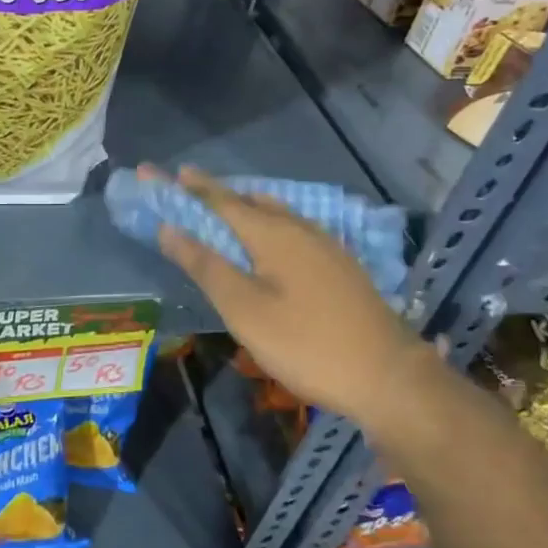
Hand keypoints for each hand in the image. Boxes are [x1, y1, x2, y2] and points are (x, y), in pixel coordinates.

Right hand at [148, 165, 434, 428]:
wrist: (388, 375)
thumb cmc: (305, 343)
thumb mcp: (244, 309)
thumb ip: (205, 265)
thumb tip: (168, 228)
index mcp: (272, 233)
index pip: (220, 199)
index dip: (188, 187)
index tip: (160, 172)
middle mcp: (300, 228)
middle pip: (250, 201)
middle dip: (216, 195)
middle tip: (188, 192)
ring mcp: (326, 245)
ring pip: (277, 213)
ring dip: (245, 207)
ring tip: (224, 211)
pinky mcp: (341, 265)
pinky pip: (294, 229)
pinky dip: (269, 225)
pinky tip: (271, 243)